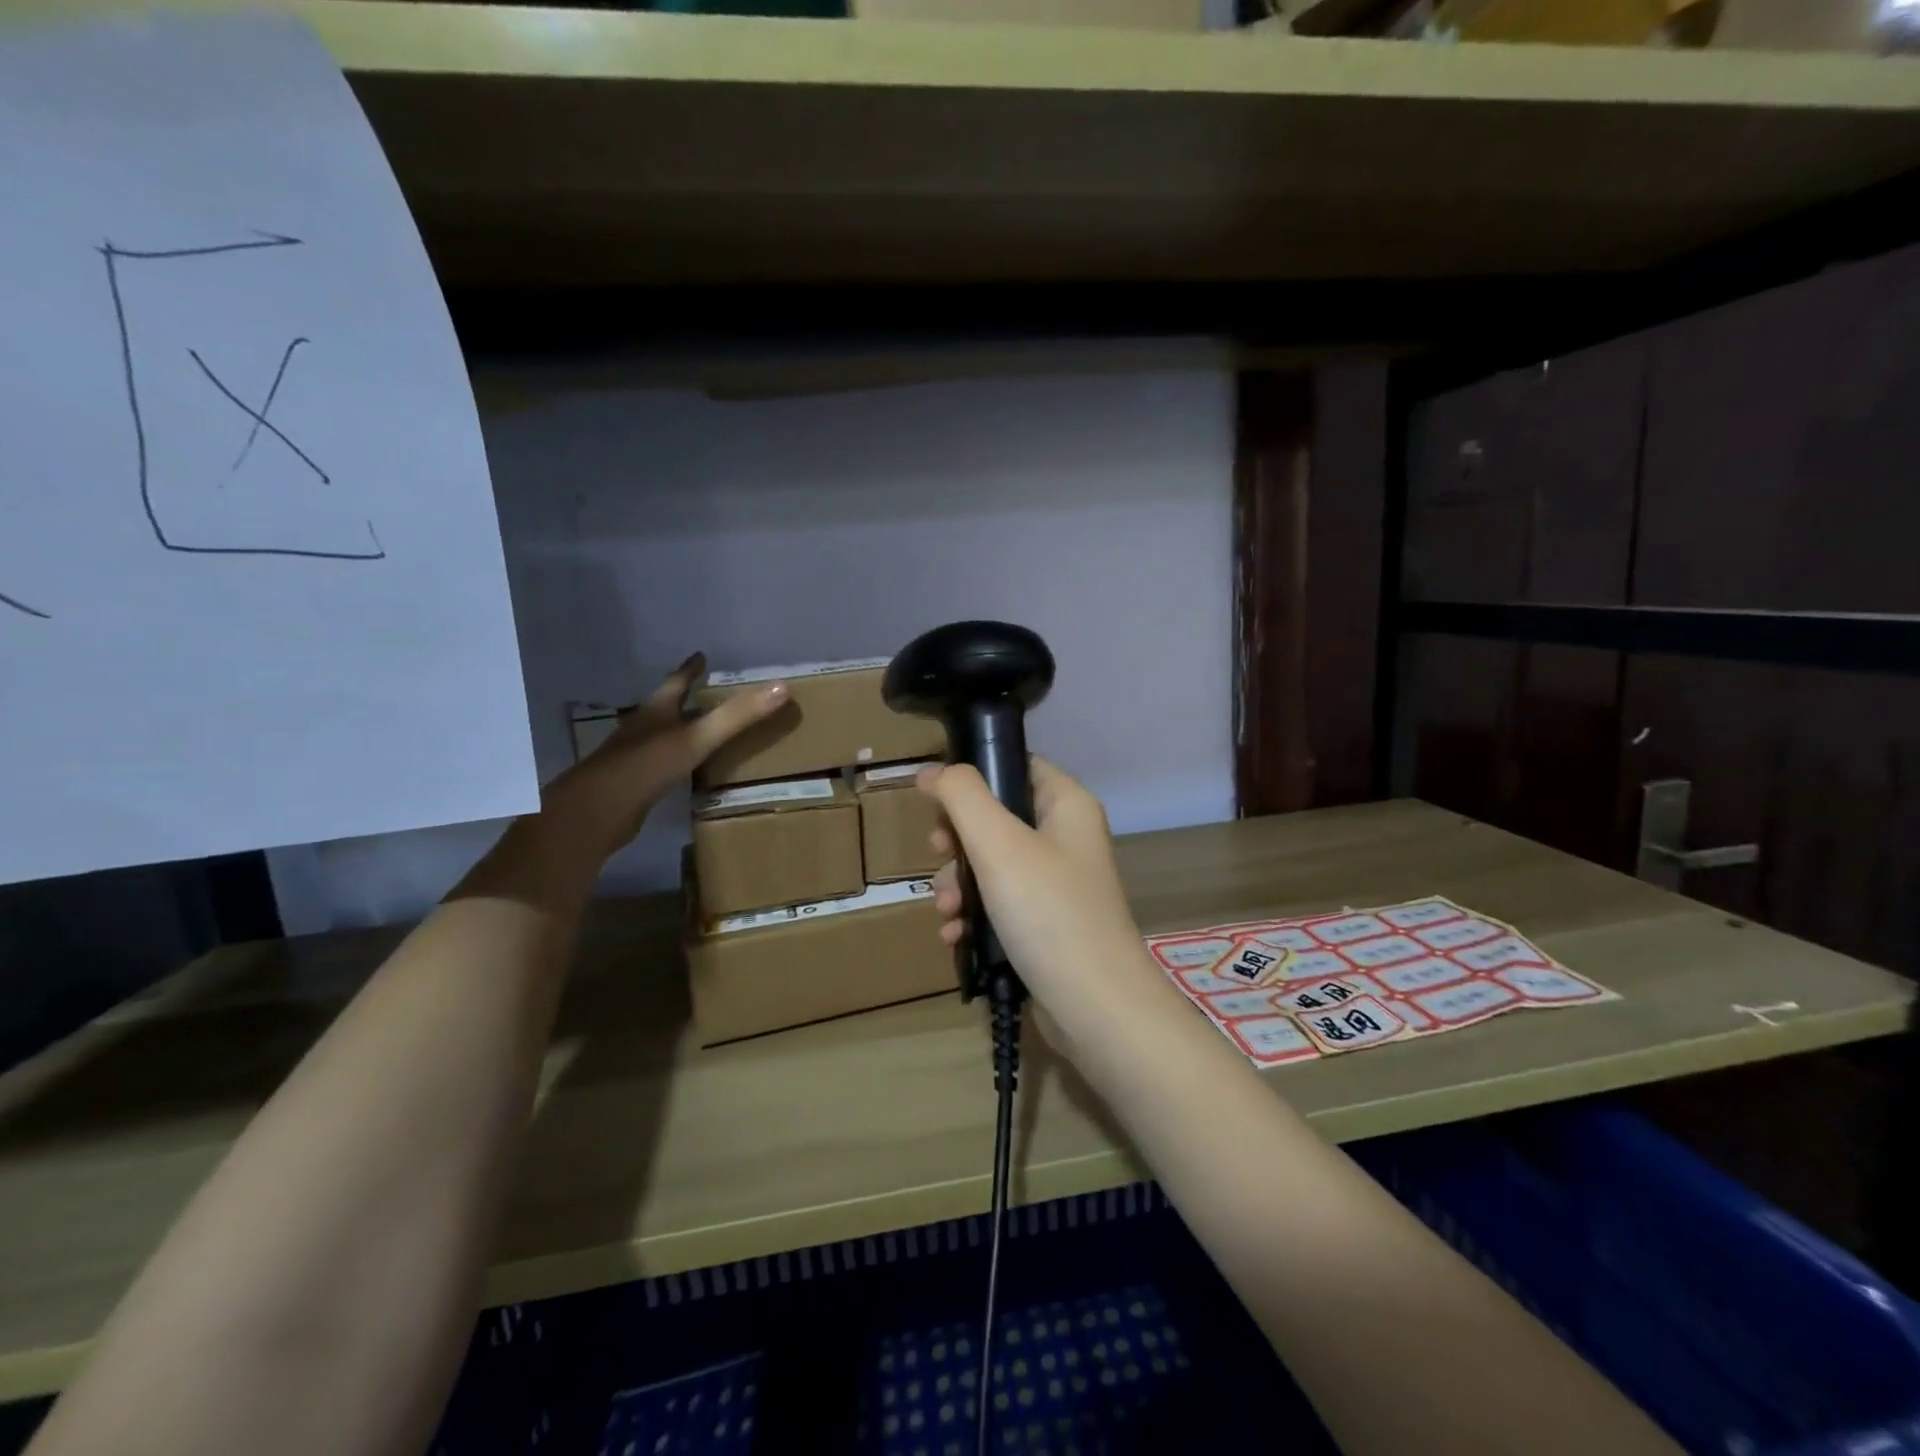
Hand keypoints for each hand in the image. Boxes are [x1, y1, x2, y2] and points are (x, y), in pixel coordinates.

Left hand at [544, 653, 786, 857]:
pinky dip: (673, 760)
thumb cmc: (647, 766)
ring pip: (659, 735)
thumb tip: (782, 687)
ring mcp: (633, 756)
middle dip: (683, 698)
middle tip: (704, 691)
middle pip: (664, 707)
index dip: (690, 669)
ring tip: (697, 728)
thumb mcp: (698, 738)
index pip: (676, 682)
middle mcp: (641, 729)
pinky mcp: (631, 784)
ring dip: (677, 729)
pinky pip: (658, 764)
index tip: (700, 656)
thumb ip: (738, 715)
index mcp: (656, 712)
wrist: (597, 811)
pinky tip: (683, 770)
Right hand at [920, 757, 1145, 1006]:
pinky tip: (955, 937)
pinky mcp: (1046, 923)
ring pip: (990, 865)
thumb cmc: (1049, 912)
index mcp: (1066, 805)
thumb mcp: (999, 844)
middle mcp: (1065, 838)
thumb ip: (962, 797)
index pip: (1015, 765)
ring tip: (946, 912)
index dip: (973, 775)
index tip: (936, 800)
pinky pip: (999, 904)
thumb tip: (932, 771)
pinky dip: (974, 916)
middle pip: (995, 818)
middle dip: (957, 842)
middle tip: (939, 856)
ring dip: (958, 885)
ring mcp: (1057, 884)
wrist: (1096, 1009)